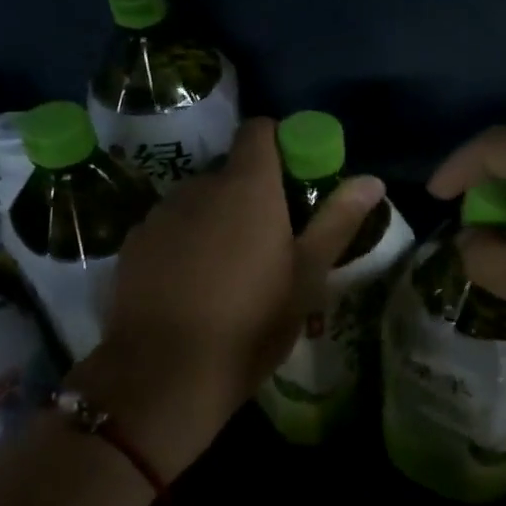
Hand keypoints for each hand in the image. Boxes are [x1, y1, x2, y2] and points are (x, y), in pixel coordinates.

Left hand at [89, 118, 385, 470]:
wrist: (166, 374)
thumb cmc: (251, 322)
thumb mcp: (307, 276)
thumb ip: (337, 221)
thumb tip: (372, 180)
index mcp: (247, 187)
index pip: (260, 130)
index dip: (282, 145)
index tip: (297, 181)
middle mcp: (199, 187)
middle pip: (232, 172)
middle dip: (253, 195)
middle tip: (273, 243)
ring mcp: (160, 214)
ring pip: (199, 202)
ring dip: (218, 220)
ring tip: (231, 272)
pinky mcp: (133, 244)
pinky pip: (170, 228)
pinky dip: (186, 242)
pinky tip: (193, 287)